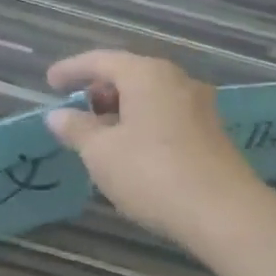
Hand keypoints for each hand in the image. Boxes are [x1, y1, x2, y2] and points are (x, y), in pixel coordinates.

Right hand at [45, 50, 266, 245]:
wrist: (226, 215)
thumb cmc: (152, 173)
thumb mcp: (100, 152)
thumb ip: (76, 129)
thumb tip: (57, 116)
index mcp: (146, 74)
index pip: (100, 60)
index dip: (71, 70)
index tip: (50, 82)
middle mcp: (176, 80)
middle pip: (129, 75)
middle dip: (99, 90)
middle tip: (77, 110)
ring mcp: (199, 106)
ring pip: (150, 96)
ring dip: (122, 109)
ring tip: (100, 135)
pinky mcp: (212, 133)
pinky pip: (166, 115)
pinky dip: (142, 123)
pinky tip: (131, 151)